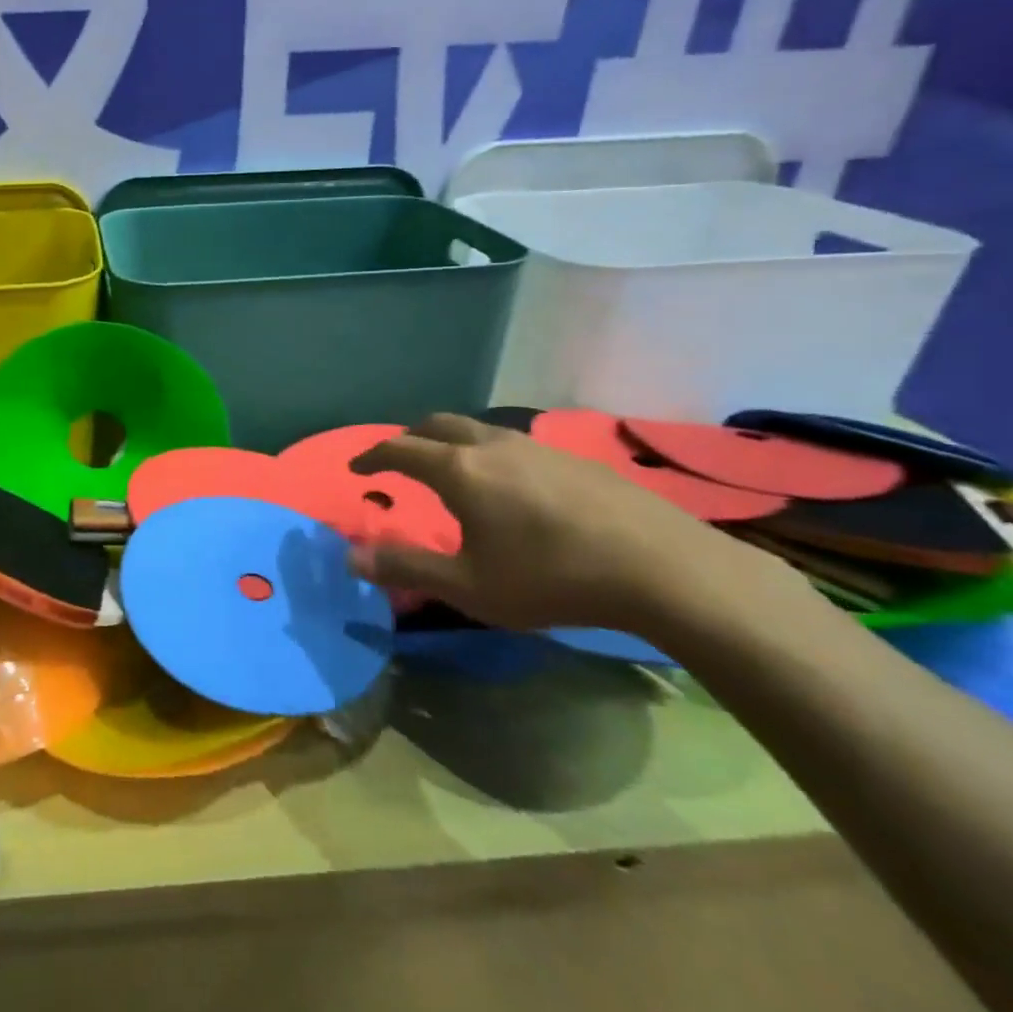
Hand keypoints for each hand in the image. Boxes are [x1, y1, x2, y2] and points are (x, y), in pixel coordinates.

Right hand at [348, 414, 808, 636]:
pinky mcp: (572, 458)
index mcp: (458, 470)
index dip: (371, 456)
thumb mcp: (468, 585)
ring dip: (448, 442)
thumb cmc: (551, 577)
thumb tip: (350, 557)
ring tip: (449, 470)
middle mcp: (490, 445)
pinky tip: (508, 486)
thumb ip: (406, 568)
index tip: (356, 468)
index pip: (398, 449)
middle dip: (408, 439)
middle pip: (435, 425)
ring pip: (475, 430)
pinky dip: (486, 452)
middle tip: (396, 461)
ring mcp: (535, 446)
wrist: (662, 568)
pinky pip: (511, 443)